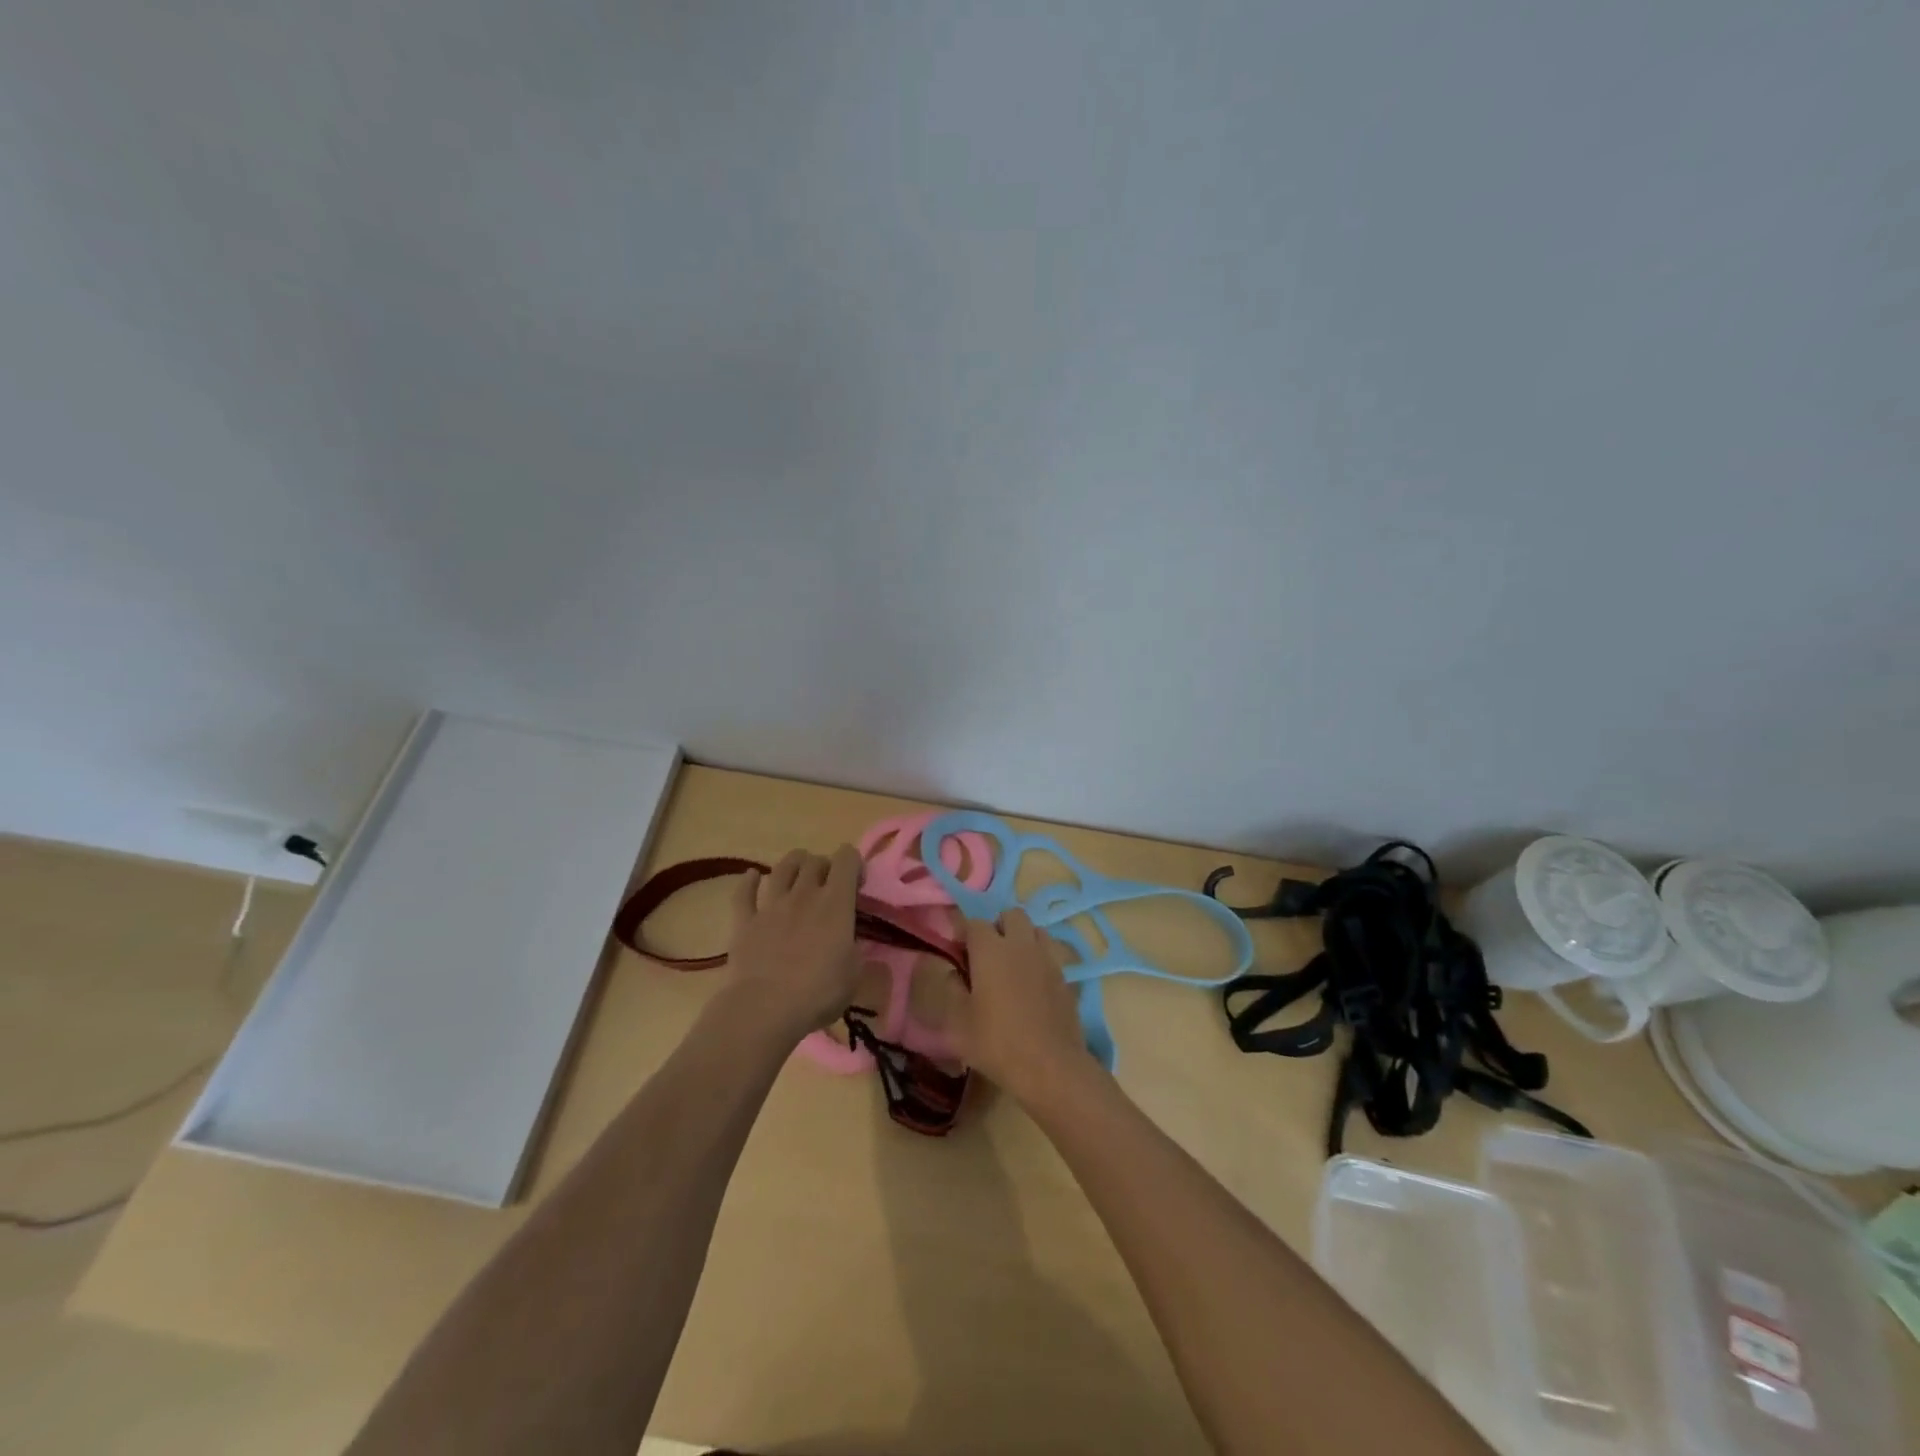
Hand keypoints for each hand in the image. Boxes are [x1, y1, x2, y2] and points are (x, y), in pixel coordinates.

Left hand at [724, 846, 864, 1044]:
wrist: (765, 1009)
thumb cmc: (818, 993)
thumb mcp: (854, 974)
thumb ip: (855, 950)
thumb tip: (852, 943)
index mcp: (836, 903)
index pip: (847, 859)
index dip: (854, 863)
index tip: (856, 884)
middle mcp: (803, 894)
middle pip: (814, 861)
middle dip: (825, 866)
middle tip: (828, 886)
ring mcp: (771, 905)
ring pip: (782, 868)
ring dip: (793, 865)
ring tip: (798, 875)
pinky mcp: (744, 920)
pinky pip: (744, 892)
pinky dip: (749, 881)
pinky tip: (753, 877)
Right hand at [948, 908, 1096, 1104]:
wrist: (1051, 1067)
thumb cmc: (997, 1042)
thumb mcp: (957, 1021)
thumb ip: (947, 987)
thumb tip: (942, 966)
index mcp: (991, 949)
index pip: (973, 922)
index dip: (962, 933)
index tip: (956, 952)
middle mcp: (1021, 944)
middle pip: (1011, 915)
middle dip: (997, 926)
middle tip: (986, 955)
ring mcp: (1048, 958)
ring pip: (1035, 930)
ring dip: (1022, 938)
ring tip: (1011, 965)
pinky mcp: (1066, 977)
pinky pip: (1051, 954)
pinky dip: (1040, 959)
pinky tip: (1032, 984)